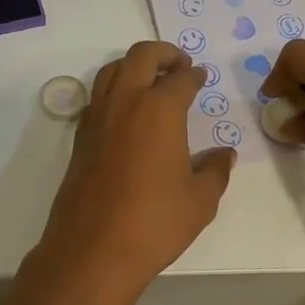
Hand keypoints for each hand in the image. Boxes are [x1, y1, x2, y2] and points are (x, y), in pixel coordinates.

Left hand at [22, 42, 235, 304]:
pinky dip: (114, 90)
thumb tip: (224, 154)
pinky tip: (127, 113)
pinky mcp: (80, 138)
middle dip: (163, 53)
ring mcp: (97, 118)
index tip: (201, 76)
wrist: (92, 251)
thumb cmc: (154, 223)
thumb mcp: (200, 200)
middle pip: (141, 56)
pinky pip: (97, 97)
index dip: (194, 75)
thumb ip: (215, 170)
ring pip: (112, 70)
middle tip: (179, 65)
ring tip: (151, 81)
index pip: (181, 78)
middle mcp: (125, 103)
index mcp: (159, 109)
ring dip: (133, 66)